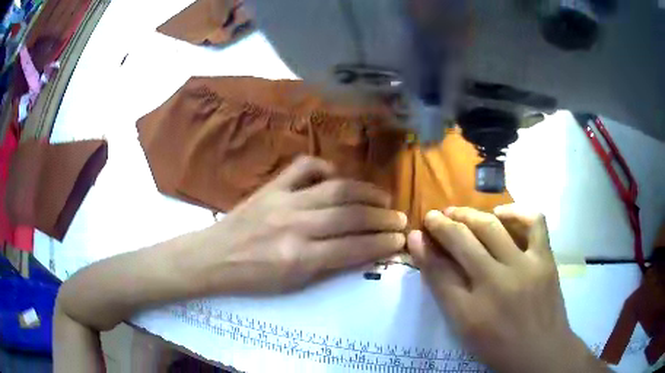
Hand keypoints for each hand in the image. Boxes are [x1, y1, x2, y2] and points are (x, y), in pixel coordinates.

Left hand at [190, 156, 406, 293]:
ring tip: (383, 197)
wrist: (213, 257)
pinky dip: (325, 168)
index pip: (353, 248)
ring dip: (365, 192)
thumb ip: (328, 266)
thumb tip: (361, 251)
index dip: (382, 243)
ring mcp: (283, 201)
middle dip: (382, 217)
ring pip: (335, 189)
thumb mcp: (292, 284)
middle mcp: (295, 226)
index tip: (400, 239)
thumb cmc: (252, 278)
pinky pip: (304, 167)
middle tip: (400, 218)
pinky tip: (337, 176)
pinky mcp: (271, 186)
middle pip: (350, 216)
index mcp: (299, 258)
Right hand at [408, 206, 606, 372]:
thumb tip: (428, 256)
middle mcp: (496, 283)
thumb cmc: (498, 346)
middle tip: (434, 217)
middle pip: (462, 241)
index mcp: (470, 311)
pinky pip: (534, 222)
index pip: (438, 270)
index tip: (416, 233)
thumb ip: (446, 292)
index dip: (423, 248)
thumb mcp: (465, 329)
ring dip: (469, 215)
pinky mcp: (545, 259)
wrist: (541, 350)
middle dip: (442, 224)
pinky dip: (516, 212)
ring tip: (459, 212)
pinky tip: (502, 214)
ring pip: (491, 228)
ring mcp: (525, 267)